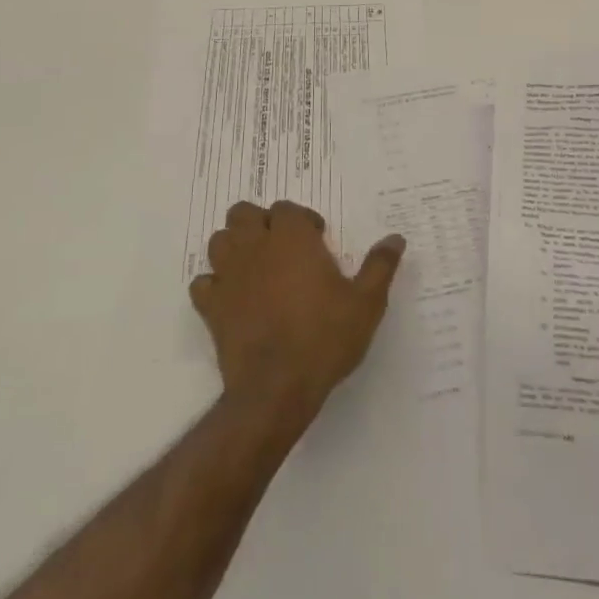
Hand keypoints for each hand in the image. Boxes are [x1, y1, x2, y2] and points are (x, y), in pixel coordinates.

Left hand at [189, 200, 404, 431]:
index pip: (287, 209)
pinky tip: (232, 299)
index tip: (317, 241)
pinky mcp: (211, 307)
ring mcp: (229, 276)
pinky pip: (203, 283)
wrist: (276, 389)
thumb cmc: (325, 337)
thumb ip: (380, 266)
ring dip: (234, 247)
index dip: (301, 221)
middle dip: (260, 223)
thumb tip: (396, 238)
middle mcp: (256, 247)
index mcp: (292, 238)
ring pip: (219, 241)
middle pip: (244, 213)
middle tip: (281, 247)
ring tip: (256, 267)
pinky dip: (214, 285)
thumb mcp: (366, 303)